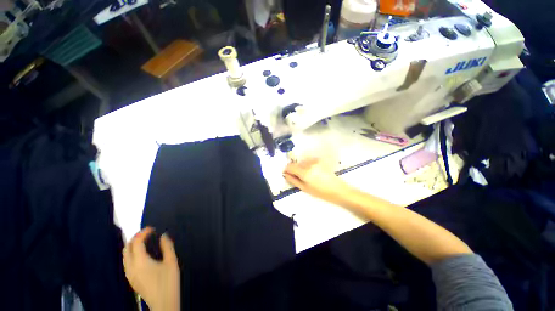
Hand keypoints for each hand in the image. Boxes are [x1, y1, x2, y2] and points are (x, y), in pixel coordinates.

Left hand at [123, 227, 179, 310]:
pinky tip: (142, 254)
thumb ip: (167, 247)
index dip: (143, 233)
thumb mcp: (172, 262)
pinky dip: (132, 254)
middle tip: (147, 233)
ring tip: (144, 241)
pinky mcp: (131, 279)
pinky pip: (127, 262)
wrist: (163, 303)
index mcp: (140, 262)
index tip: (152, 228)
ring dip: (132, 246)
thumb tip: (163, 235)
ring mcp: (129, 274)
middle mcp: (131, 267)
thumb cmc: (169, 281)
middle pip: (127, 248)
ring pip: (125, 256)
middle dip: (135, 238)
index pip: (136, 243)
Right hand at [283, 158, 352, 203]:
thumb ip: (293, 180)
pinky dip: (306, 165)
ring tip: (305, 175)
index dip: (286, 169)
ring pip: (302, 162)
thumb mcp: (305, 188)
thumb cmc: (321, 192)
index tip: (286, 173)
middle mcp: (309, 164)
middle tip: (297, 177)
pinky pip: (308, 160)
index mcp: (304, 172)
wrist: (338, 190)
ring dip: (300, 167)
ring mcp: (315, 161)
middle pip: (295, 163)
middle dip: (293, 169)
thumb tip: (286, 174)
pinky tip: (311, 171)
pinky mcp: (319, 160)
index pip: (290, 166)